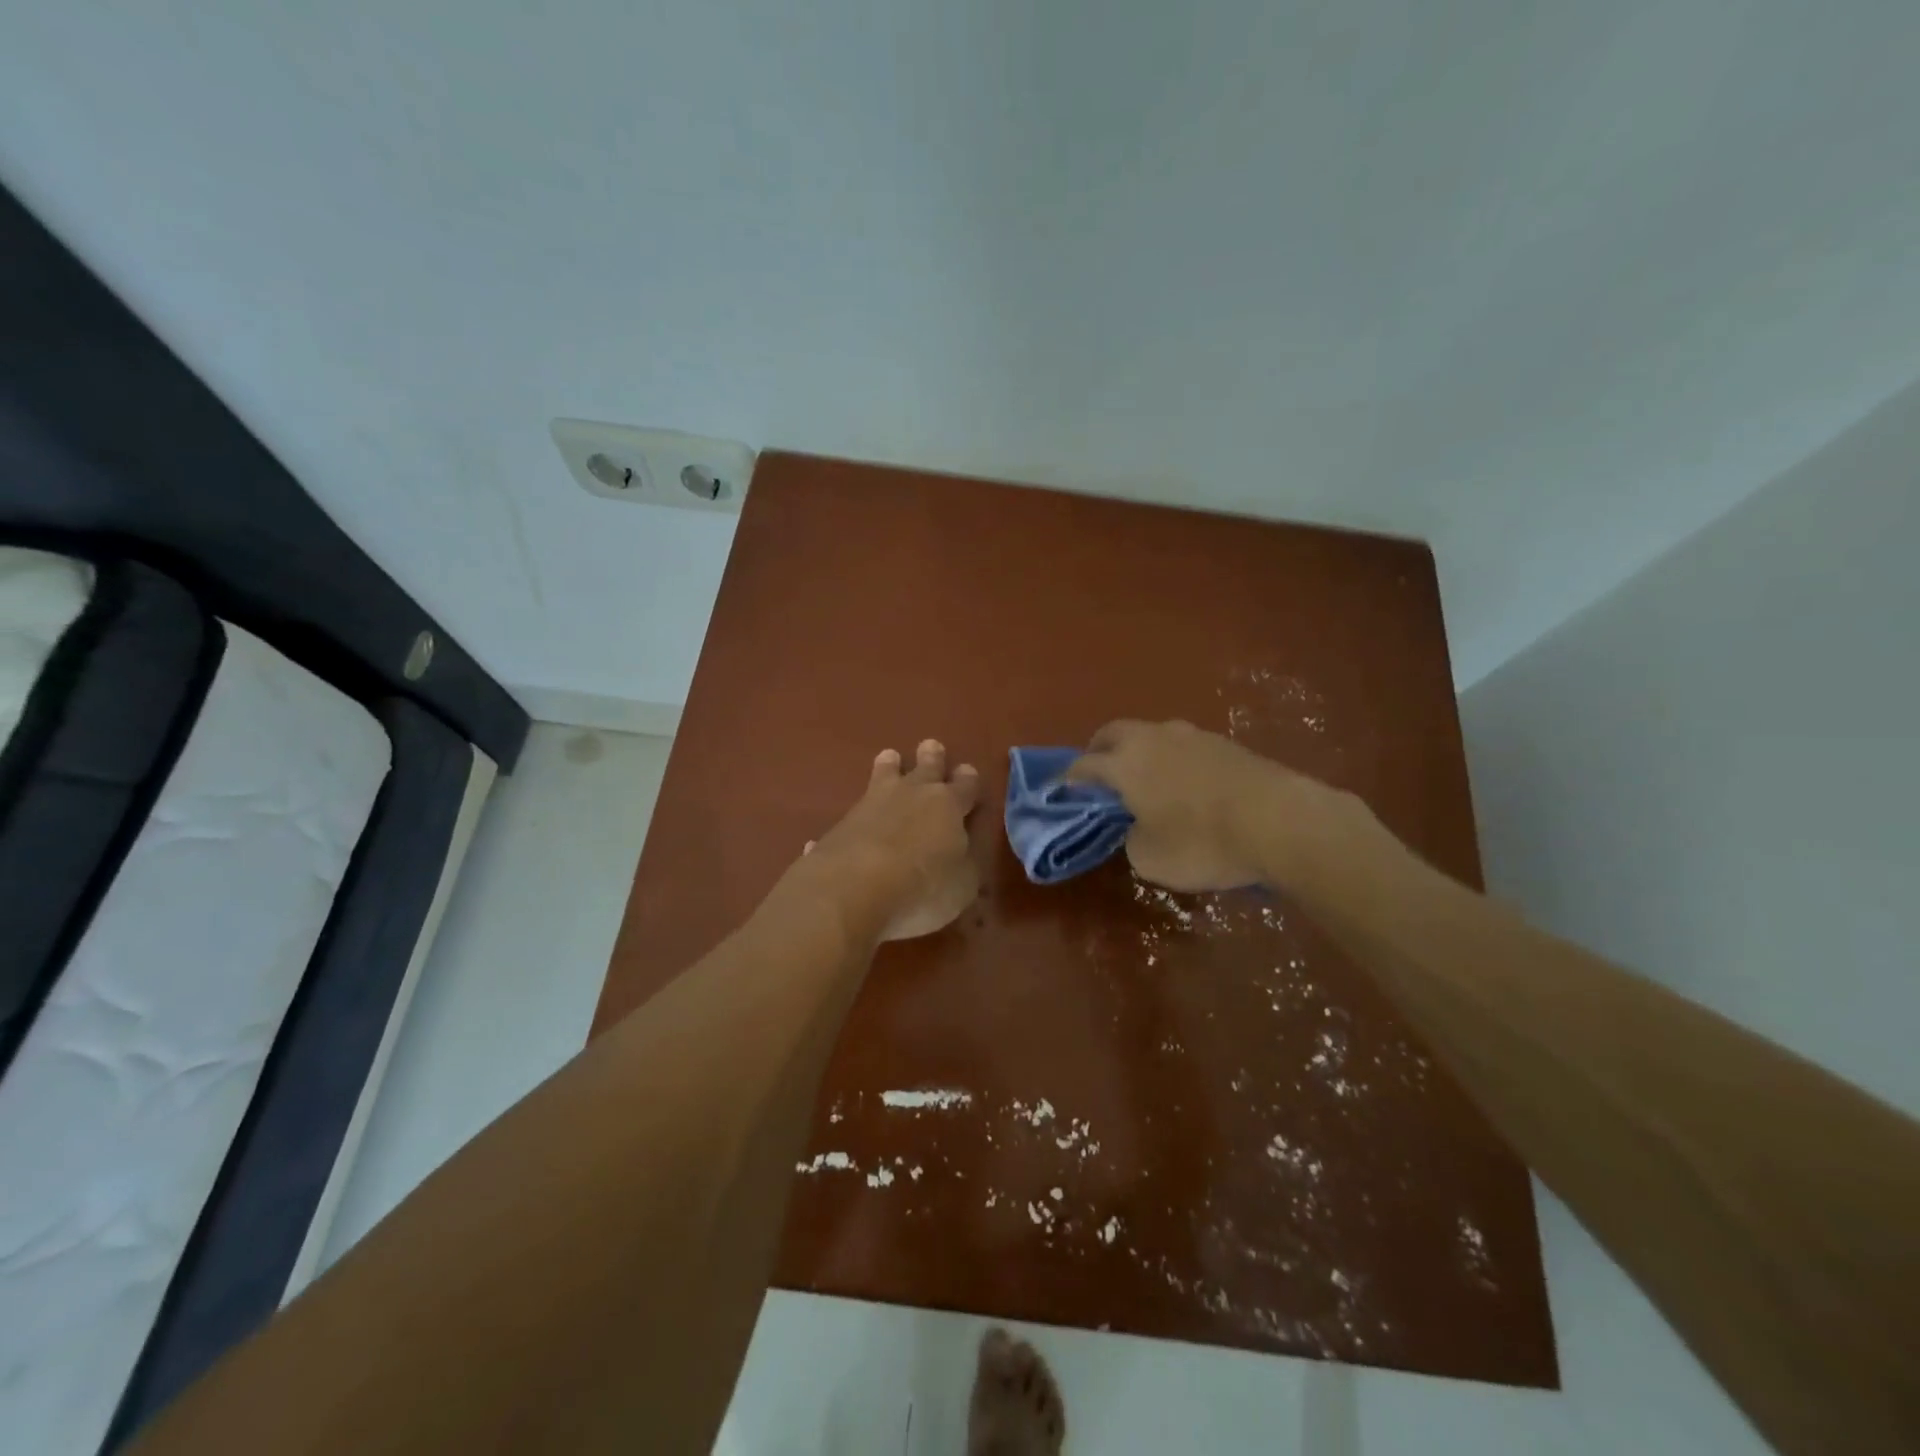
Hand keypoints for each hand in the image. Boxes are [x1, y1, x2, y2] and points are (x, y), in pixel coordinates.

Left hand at [799, 739, 980, 941]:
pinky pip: (855, 809)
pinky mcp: (843, 822)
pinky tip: (852, 819)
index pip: (965, 785)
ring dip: (890, 766)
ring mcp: (873, 803)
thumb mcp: (962, 885)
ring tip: (889, 757)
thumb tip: (960, 854)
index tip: (967, 772)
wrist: (853, 887)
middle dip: (931, 757)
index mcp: (949, 805)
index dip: (968, 780)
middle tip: (931, 746)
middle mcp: (912, 794)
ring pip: (885, 773)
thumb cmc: (923, 887)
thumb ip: (965, 865)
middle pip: (926, 767)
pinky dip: (859, 812)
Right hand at [1063, 719, 1366, 892]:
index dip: (1068, 781)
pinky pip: (1183, 746)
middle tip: (1098, 776)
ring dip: (1139, 752)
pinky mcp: (1225, 742)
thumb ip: (1131, 839)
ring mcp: (1191, 735)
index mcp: (1124, 763)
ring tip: (1144, 779)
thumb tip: (1138, 827)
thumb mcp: (1150, 859)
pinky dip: (1172, 760)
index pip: (1083, 766)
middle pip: (1112, 733)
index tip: (1061, 793)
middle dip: (1098, 751)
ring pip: (1150, 735)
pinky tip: (1184, 784)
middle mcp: (1152, 738)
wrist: (1281, 821)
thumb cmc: (1203, 842)